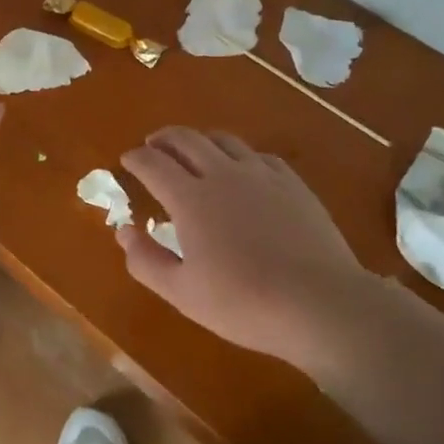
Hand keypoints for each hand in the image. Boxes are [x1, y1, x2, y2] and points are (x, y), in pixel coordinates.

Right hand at [118, 128, 368, 370]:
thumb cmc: (244, 303)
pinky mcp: (292, 183)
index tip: (127, 159)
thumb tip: (123, 231)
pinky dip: (239, 155)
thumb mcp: (182, 293)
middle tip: (153, 145)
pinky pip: (258, 155)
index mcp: (190, 198)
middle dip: (163, 138)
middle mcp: (222, 174)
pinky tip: (242, 170)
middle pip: (186, 139)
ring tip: (194, 151)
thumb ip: (146, 260)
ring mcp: (261, 174)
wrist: (320, 304)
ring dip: (200, 140)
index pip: (153, 163)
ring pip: (223, 140)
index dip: (136, 158)